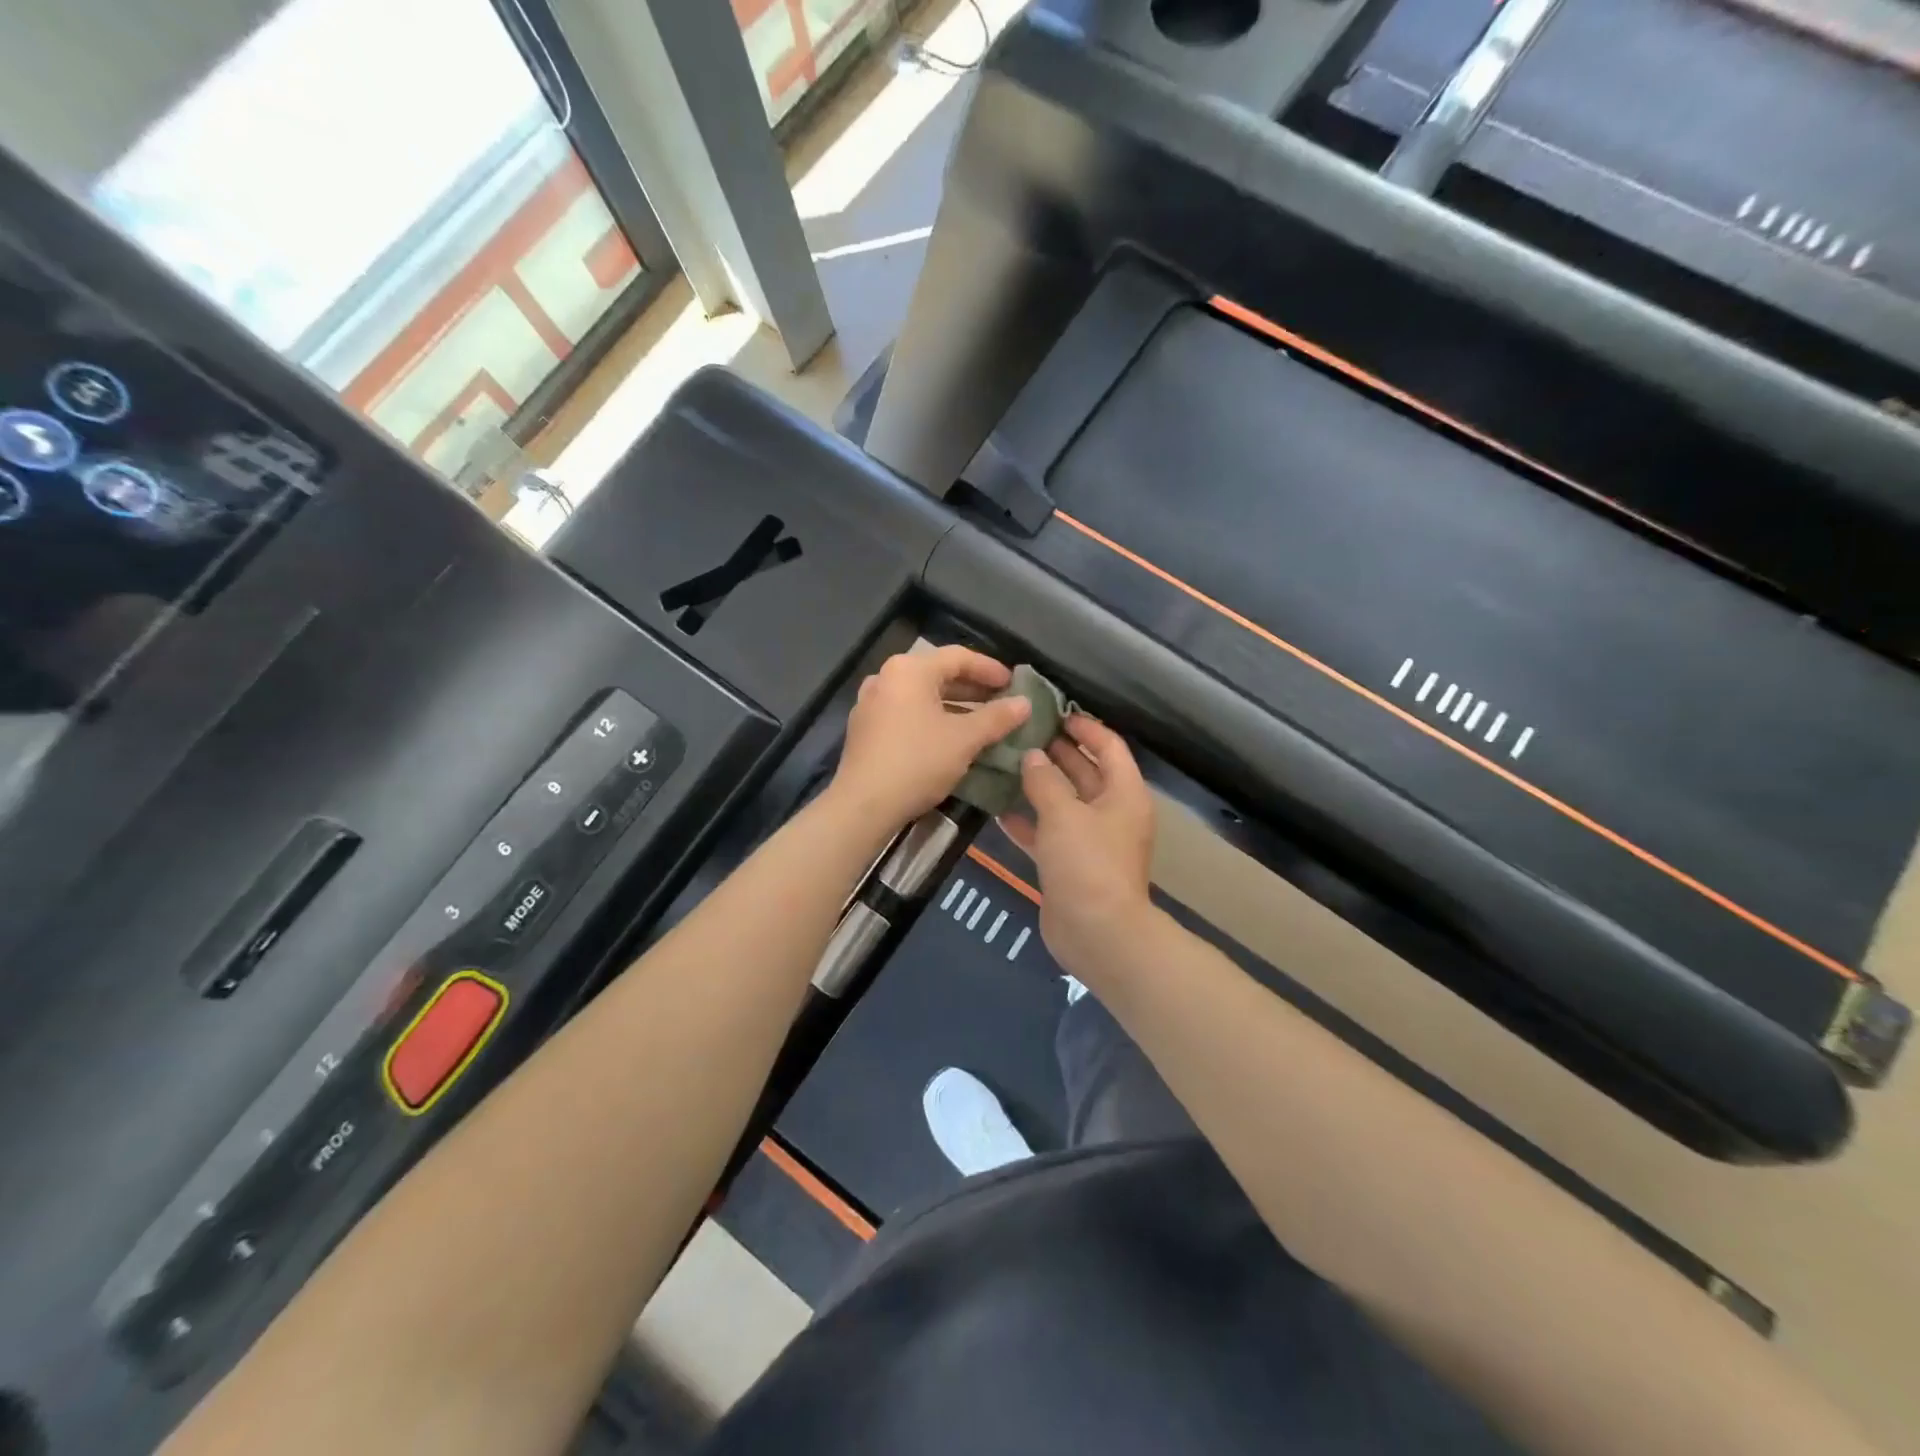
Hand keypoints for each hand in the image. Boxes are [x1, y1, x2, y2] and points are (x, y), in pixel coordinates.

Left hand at [830, 647, 1030, 830]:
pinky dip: (932, 719)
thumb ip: (997, 718)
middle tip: (1002, 702)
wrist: (864, 805)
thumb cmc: (918, 761)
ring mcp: (871, 703)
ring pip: (922, 696)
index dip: (990, 669)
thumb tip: (1025, 703)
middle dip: (973, 689)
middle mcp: (886, 677)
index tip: (1014, 684)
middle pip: (938, 674)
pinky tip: (950, 738)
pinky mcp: (865, 729)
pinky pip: (906, 713)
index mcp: (909, 670)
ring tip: (982, 722)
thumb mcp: (965, 739)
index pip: (958, 657)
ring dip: (954, 706)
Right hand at [999, 714, 1157, 976]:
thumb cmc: (1087, 863)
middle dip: (1056, 753)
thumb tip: (1032, 756)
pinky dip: (1028, 820)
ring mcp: (1091, 840)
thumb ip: (1044, 780)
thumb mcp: (1064, 814)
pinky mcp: (1070, 864)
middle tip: (1021, 734)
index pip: (1109, 746)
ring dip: (1039, 785)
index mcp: (1124, 793)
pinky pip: (1048, 832)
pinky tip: (998, 809)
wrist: (1097, 932)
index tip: (1054, 713)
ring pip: (1064, 802)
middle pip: (1085, 772)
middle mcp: (1111, 812)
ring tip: (1005, 763)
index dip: (1085, 727)